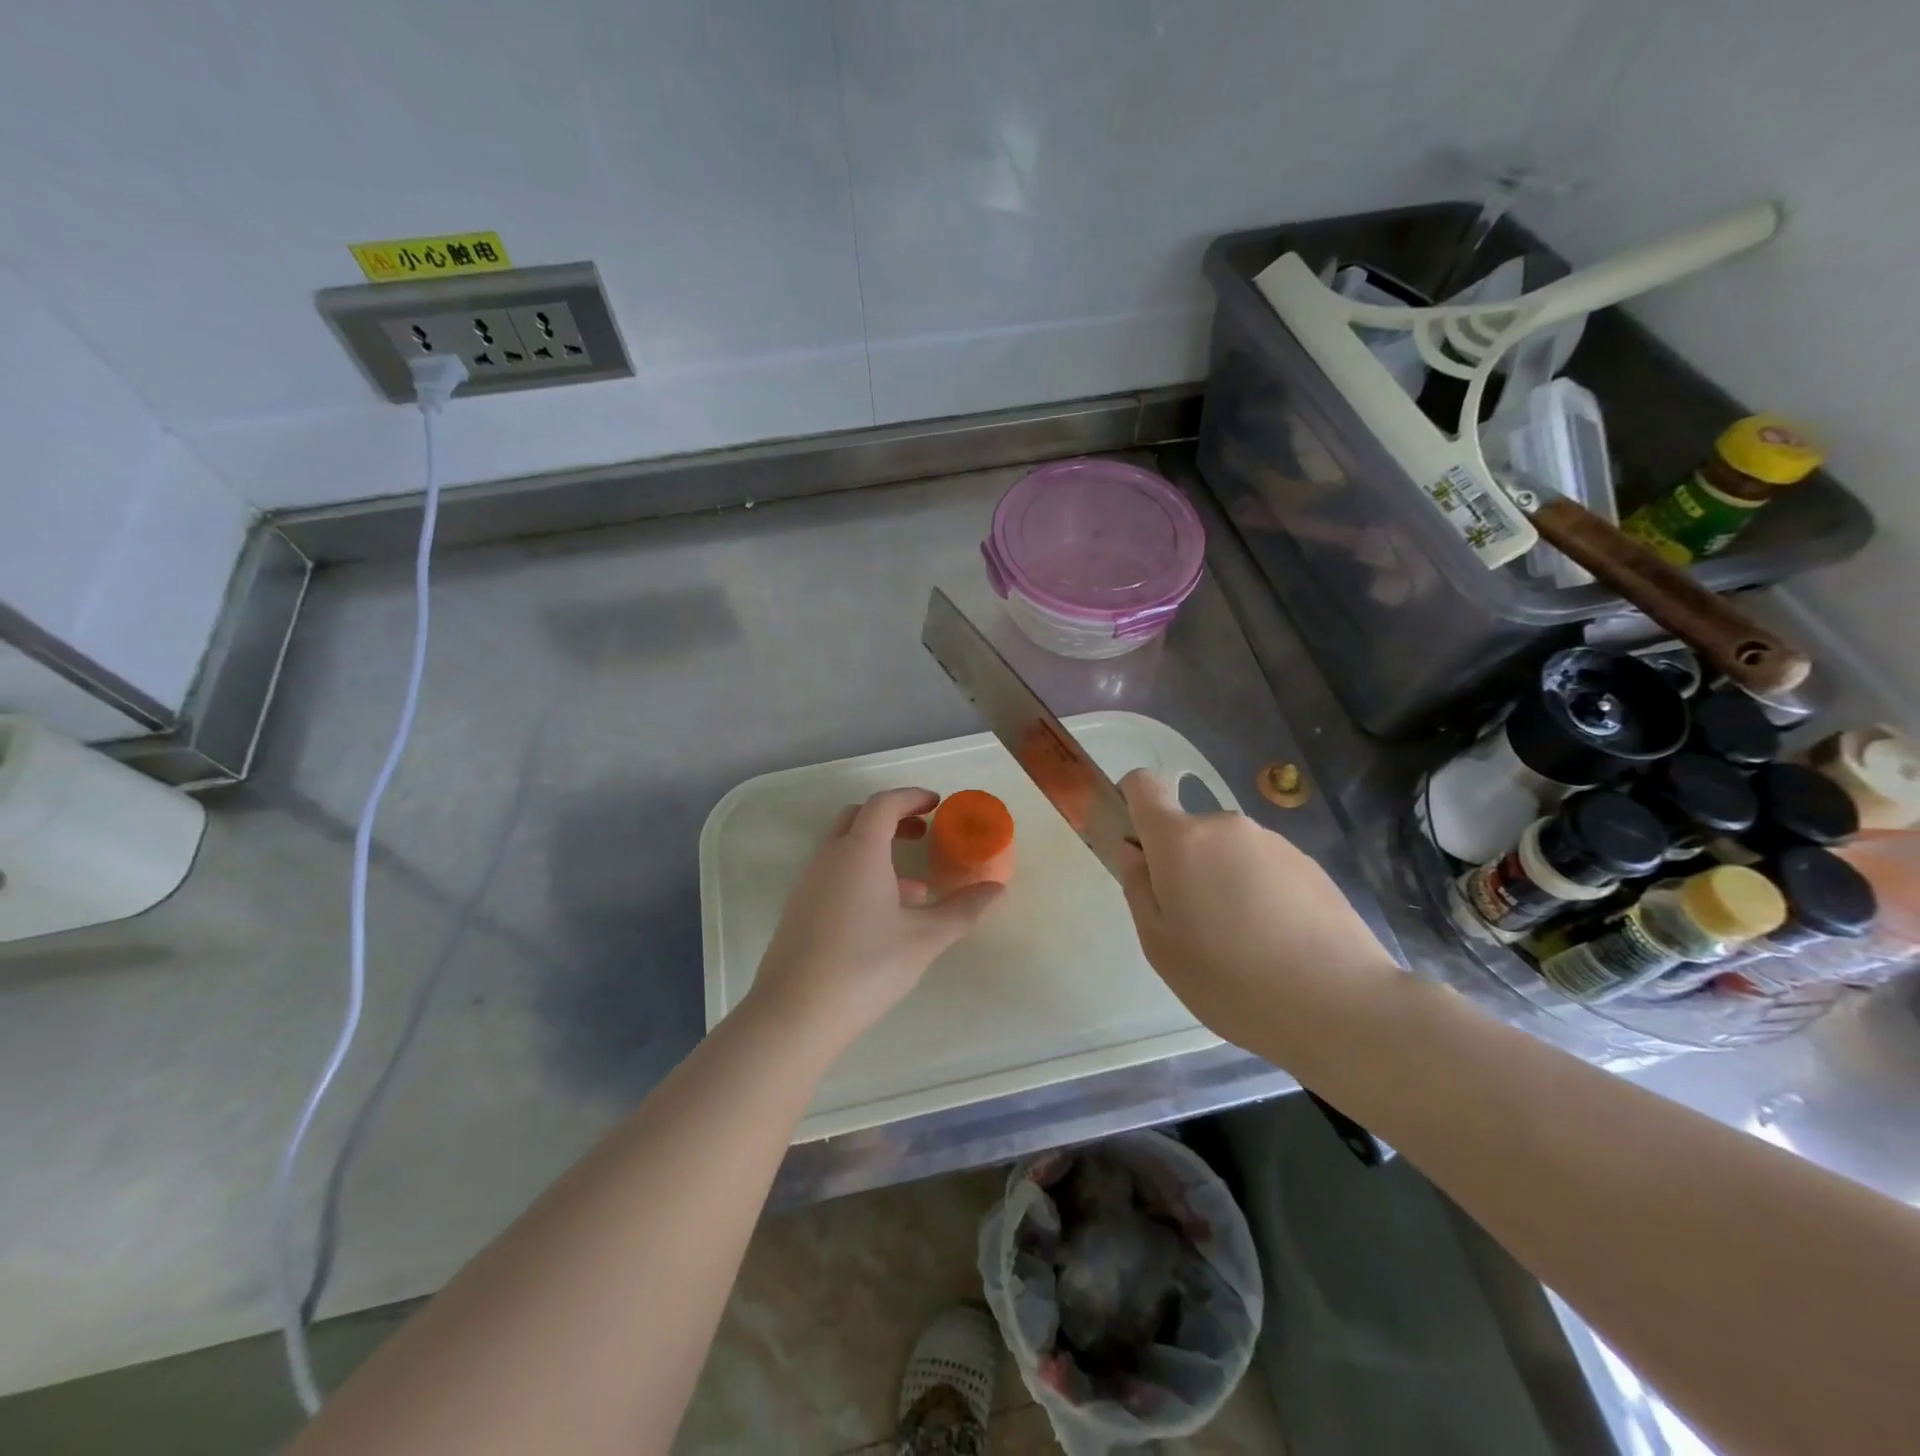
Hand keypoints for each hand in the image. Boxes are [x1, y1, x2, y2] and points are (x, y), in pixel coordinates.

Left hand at [747, 788, 1004, 1052]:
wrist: (794, 1014)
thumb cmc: (865, 966)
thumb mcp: (924, 939)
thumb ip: (962, 910)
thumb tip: (997, 888)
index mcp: (859, 850)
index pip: (883, 804)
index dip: (911, 797)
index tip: (936, 804)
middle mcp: (829, 857)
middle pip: (859, 818)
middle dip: (893, 818)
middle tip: (923, 833)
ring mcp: (809, 883)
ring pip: (844, 849)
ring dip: (878, 851)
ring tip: (915, 885)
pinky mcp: (799, 910)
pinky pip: (834, 874)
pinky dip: (861, 875)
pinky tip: (884, 916)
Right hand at [1116, 769, 1398, 1046]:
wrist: (1339, 1005)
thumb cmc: (1230, 980)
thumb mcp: (1160, 946)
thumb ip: (1138, 888)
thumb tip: (1134, 852)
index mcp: (1180, 840)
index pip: (1144, 785)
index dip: (1131, 801)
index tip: (1136, 844)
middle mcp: (1226, 826)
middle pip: (1188, 830)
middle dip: (1182, 864)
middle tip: (1194, 925)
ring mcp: (1273, 842)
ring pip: (1228, 851)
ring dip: (1222, 880)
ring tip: (1242, 942)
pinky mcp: (1310, 864)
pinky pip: (1264, 868)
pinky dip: (1259, 893)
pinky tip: (1276, 943)